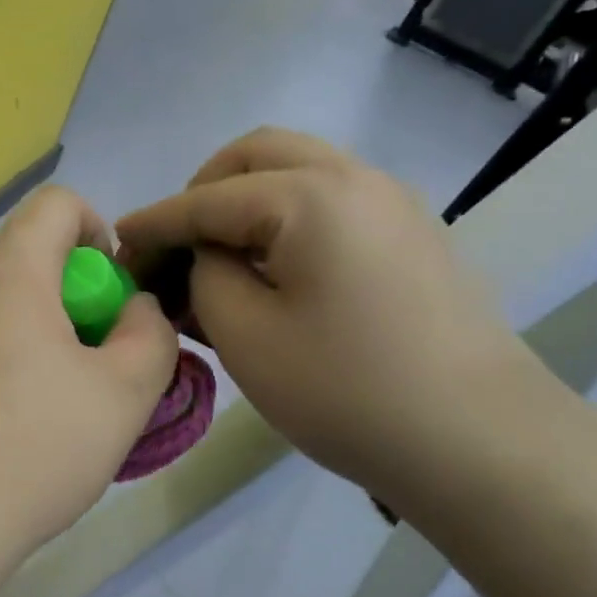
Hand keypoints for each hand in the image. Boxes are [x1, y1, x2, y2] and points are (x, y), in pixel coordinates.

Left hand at [0, 186, 178, 555]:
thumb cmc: (30, 449)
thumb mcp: (123, 396)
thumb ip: (148, 336)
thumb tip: (135, 308)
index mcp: (7, 272)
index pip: (54, 203)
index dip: (92, 228)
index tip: (104, 287)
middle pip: (0, 243)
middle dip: (41, 273)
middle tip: (61, 336)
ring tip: (18, 374)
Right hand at [116, 128, 550, 502]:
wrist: (479, 442)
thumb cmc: (347, 391)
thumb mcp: (246, 336)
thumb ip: (206, 275)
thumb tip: (204, 254)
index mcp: (309, 196)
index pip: (207, 199)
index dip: (155, 222)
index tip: (117, 242)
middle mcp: (355, 178)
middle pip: (257, 155)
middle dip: (203, 190)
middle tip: (179, 244)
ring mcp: (393, 202)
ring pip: (299, 171)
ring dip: (247, 200)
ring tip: (223, 258)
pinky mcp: (412, 234)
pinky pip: (331, 201)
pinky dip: (287, 217)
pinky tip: (277, 270)